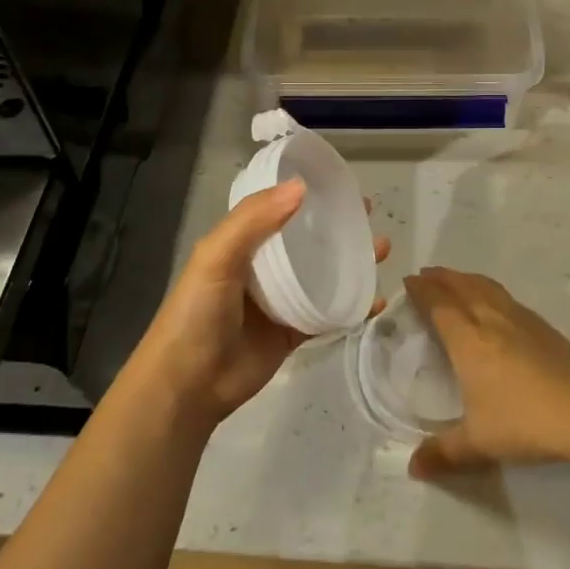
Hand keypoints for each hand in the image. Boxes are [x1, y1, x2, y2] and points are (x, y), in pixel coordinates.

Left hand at [130, 180, 389, 431]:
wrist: (188, 385)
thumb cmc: (197, 312)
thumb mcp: (216, 257)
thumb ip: (254, 220)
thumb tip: (301, 187)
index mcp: (241, 243)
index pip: (278, 208)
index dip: (305, 194)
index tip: (338, 183)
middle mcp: (263, 267)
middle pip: (307, 239)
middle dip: (336, 225)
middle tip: (368, 213)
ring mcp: (280, 301)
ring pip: (323, 274)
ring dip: (351, 261)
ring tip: (381, 247)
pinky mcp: (294, 332)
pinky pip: (329, 313)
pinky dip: (354, 306)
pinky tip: (377, 299)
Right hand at [403, 267, 569, 479]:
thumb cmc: (522, 423)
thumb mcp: (477, 443)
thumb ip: (442, 452)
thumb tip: (413, 467)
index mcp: (468, 341)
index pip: (438, 304)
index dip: (422, 290)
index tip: (409, 281)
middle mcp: (490, 320)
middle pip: (461, 287)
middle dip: (441, 278)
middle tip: (426, 275)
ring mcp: (520, 319)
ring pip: (487, 287)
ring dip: (466, 279)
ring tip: (456, 280)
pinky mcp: (542, 326)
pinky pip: (507, 298)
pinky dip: (490, 291)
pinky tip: (496, 304)